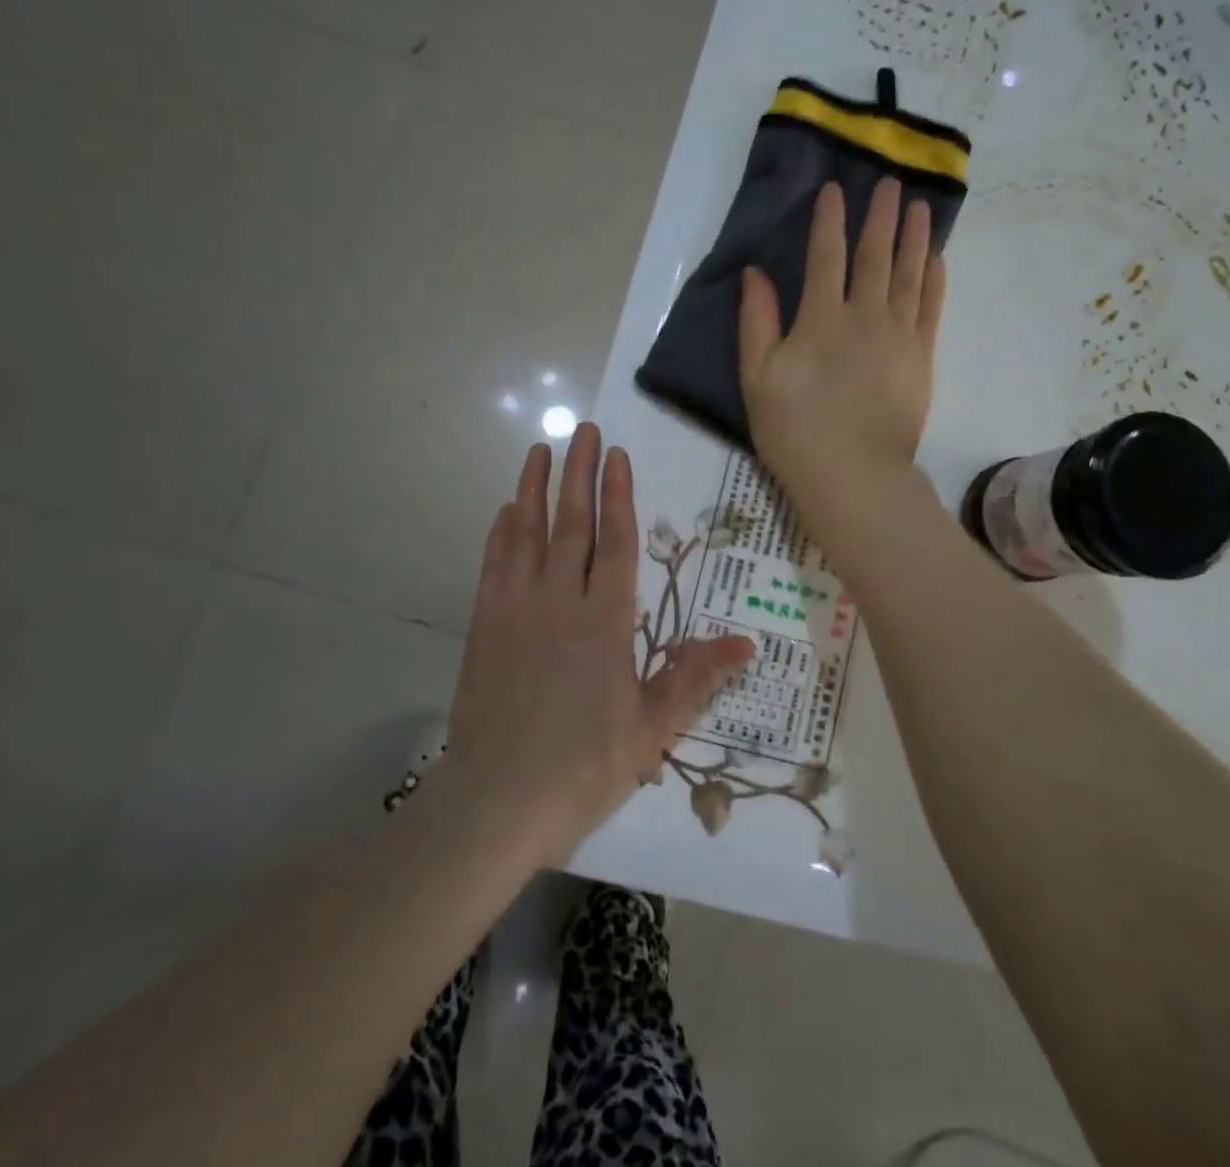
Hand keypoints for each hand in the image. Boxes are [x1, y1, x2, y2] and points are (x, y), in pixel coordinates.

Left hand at [444, 424, 755, 860]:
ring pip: (527, 533)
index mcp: (606, 621)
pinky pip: (494, 563)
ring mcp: (516, 608)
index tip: (616, 455)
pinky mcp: (484, 624)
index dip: (618, 495)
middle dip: (578, 472)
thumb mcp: (651, 727)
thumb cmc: (583, 764)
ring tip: (540, 450)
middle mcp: (560, 600)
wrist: (497, 799)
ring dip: (533, 488)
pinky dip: (501, 532)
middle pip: (571, 523)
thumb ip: (694, 676)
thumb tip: (745, 642)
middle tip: (581, 429)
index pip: (616, 542)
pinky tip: (506, 511)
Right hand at [738, 178, 944, 512]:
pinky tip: (936, 259)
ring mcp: (900, 336)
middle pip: (874, 256)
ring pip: (909, 275)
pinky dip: (935, 281)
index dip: (829, 220)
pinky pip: (931, 309)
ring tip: (919, 207)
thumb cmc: (794, 430)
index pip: (825, 256)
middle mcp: (864, 316)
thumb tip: (755, 273)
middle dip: (880, 217)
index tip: (836, 189)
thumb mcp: (757, 378)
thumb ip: (756, 322)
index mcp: (820, 318)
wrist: (853, 475)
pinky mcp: (922, 360)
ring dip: (914, 238)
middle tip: (891, 183)